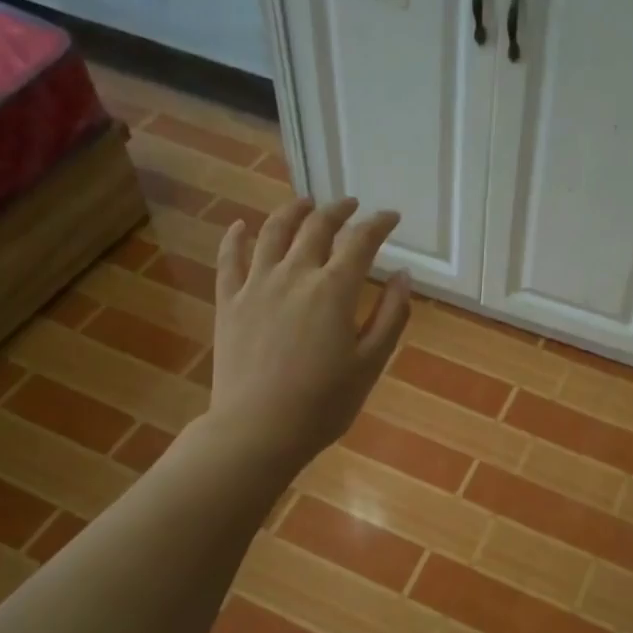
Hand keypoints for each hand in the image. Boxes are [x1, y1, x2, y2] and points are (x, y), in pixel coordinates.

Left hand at [208, 197, 411, 472]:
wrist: (258, 430)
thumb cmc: (323, 404)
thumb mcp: (370, 364)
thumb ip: (391, 316)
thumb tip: (403, 276)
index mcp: (334, 290)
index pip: (361, 241)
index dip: (379, 224)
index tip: (391, 217)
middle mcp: (294, 275)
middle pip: (317, 227)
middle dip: (338, 210)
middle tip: (350, 206)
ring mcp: (256, 285)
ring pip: (273, 232)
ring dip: (292, 211)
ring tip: (305, 203)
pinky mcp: (229, 302)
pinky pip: (229, 259)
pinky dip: (235, 236)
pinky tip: (240, 225)